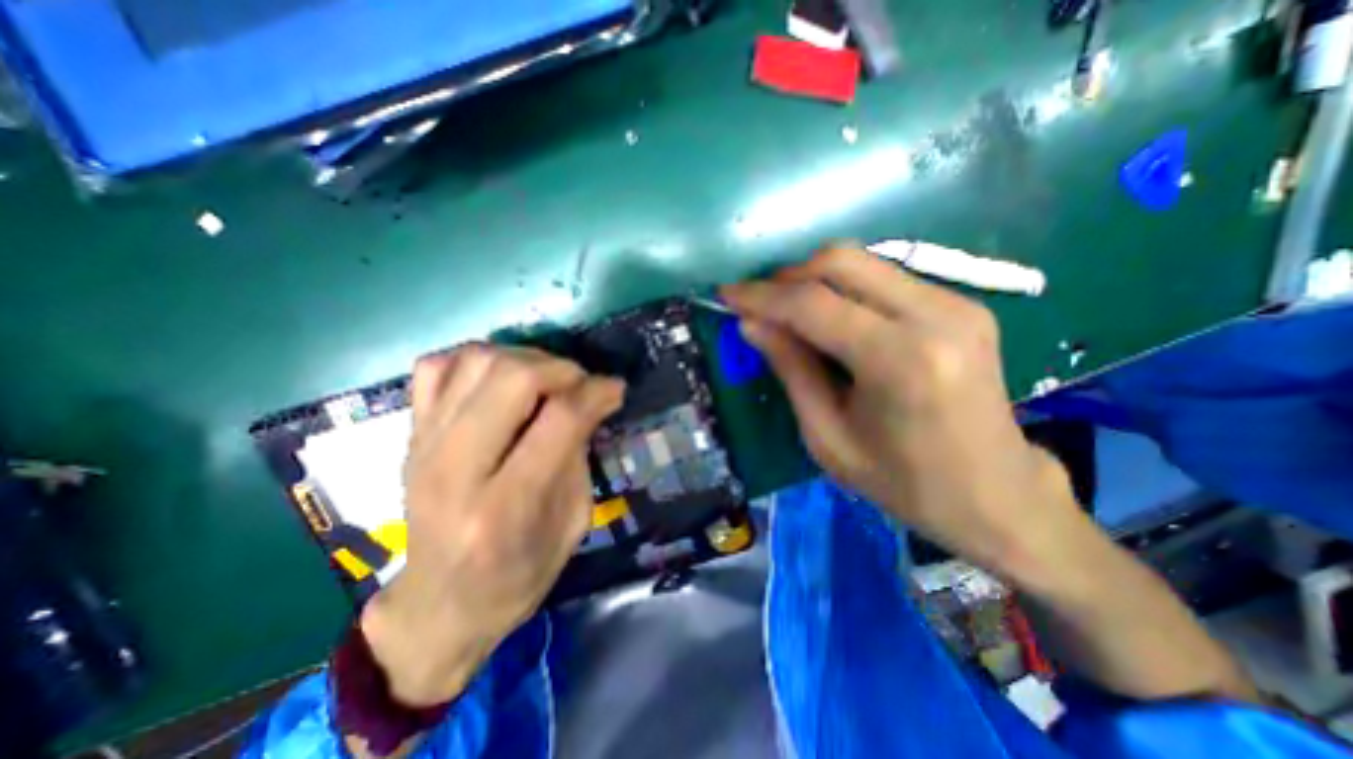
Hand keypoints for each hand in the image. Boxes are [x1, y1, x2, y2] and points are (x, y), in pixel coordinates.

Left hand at [355, 344, 626, 705]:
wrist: (440, 604)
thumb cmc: (518, 575)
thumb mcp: (572, 525)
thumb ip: (579, 457)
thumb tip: (590, 402)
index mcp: (506, 507)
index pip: (560, 419)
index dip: (597, 392)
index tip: (616, 389)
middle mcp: (458, 469)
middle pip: (514, 377)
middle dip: (562, 368)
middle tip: (581, 384)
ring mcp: (424, 447)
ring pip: (477, 362)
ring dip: (525, 358)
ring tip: (546, 379)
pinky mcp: (410, 435)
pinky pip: (436, 366)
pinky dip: (475, 359)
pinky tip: (500, 379)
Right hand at [724, 246, 1085, 583]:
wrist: (996, 495)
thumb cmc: (903, 482)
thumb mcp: (827, 437)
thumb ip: (790, 370)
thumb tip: (751, 323)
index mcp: (900, 361)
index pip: (814, 304)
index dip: (762, 295)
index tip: (726, 293)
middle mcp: (935, 315)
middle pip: (841, 262)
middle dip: (787, 276)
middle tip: (758, 304)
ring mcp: (956, 303)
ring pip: (863, 262)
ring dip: (813, 279)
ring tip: (787, 311)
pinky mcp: (962, 303)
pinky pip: (884, 277)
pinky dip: (844, 288)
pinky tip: (829, 318)